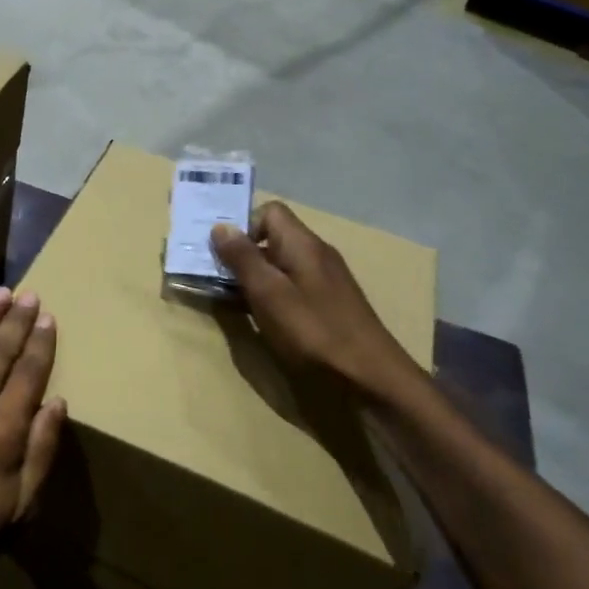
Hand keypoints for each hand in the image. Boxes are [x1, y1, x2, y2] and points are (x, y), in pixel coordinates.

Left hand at [0, 287, 66, 588]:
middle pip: (0, 350)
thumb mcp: (19, 508)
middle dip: (17, 320)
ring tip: (0, 294)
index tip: (48, 317)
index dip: (41, 342)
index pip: (30, 372)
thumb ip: (41, 452)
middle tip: (28, 295)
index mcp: (3, 431)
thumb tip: (58, 402)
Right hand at [211, 204, 424, 404]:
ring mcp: (325, 279)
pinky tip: (263, 318)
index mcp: (302, 244)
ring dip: (255, 277)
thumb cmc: (314, 332)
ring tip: (232, 300)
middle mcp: (316, 253)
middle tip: (217, 277)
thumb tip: (220, 227)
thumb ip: (243, 258)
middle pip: (273, 237)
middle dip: (243, 254)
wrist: (371, 378)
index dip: (243, 226)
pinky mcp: (329, 304)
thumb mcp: (269, 293)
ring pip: (281, 264)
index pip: (269, 211)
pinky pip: (292, 285)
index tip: (222, 253)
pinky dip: (272, 295)